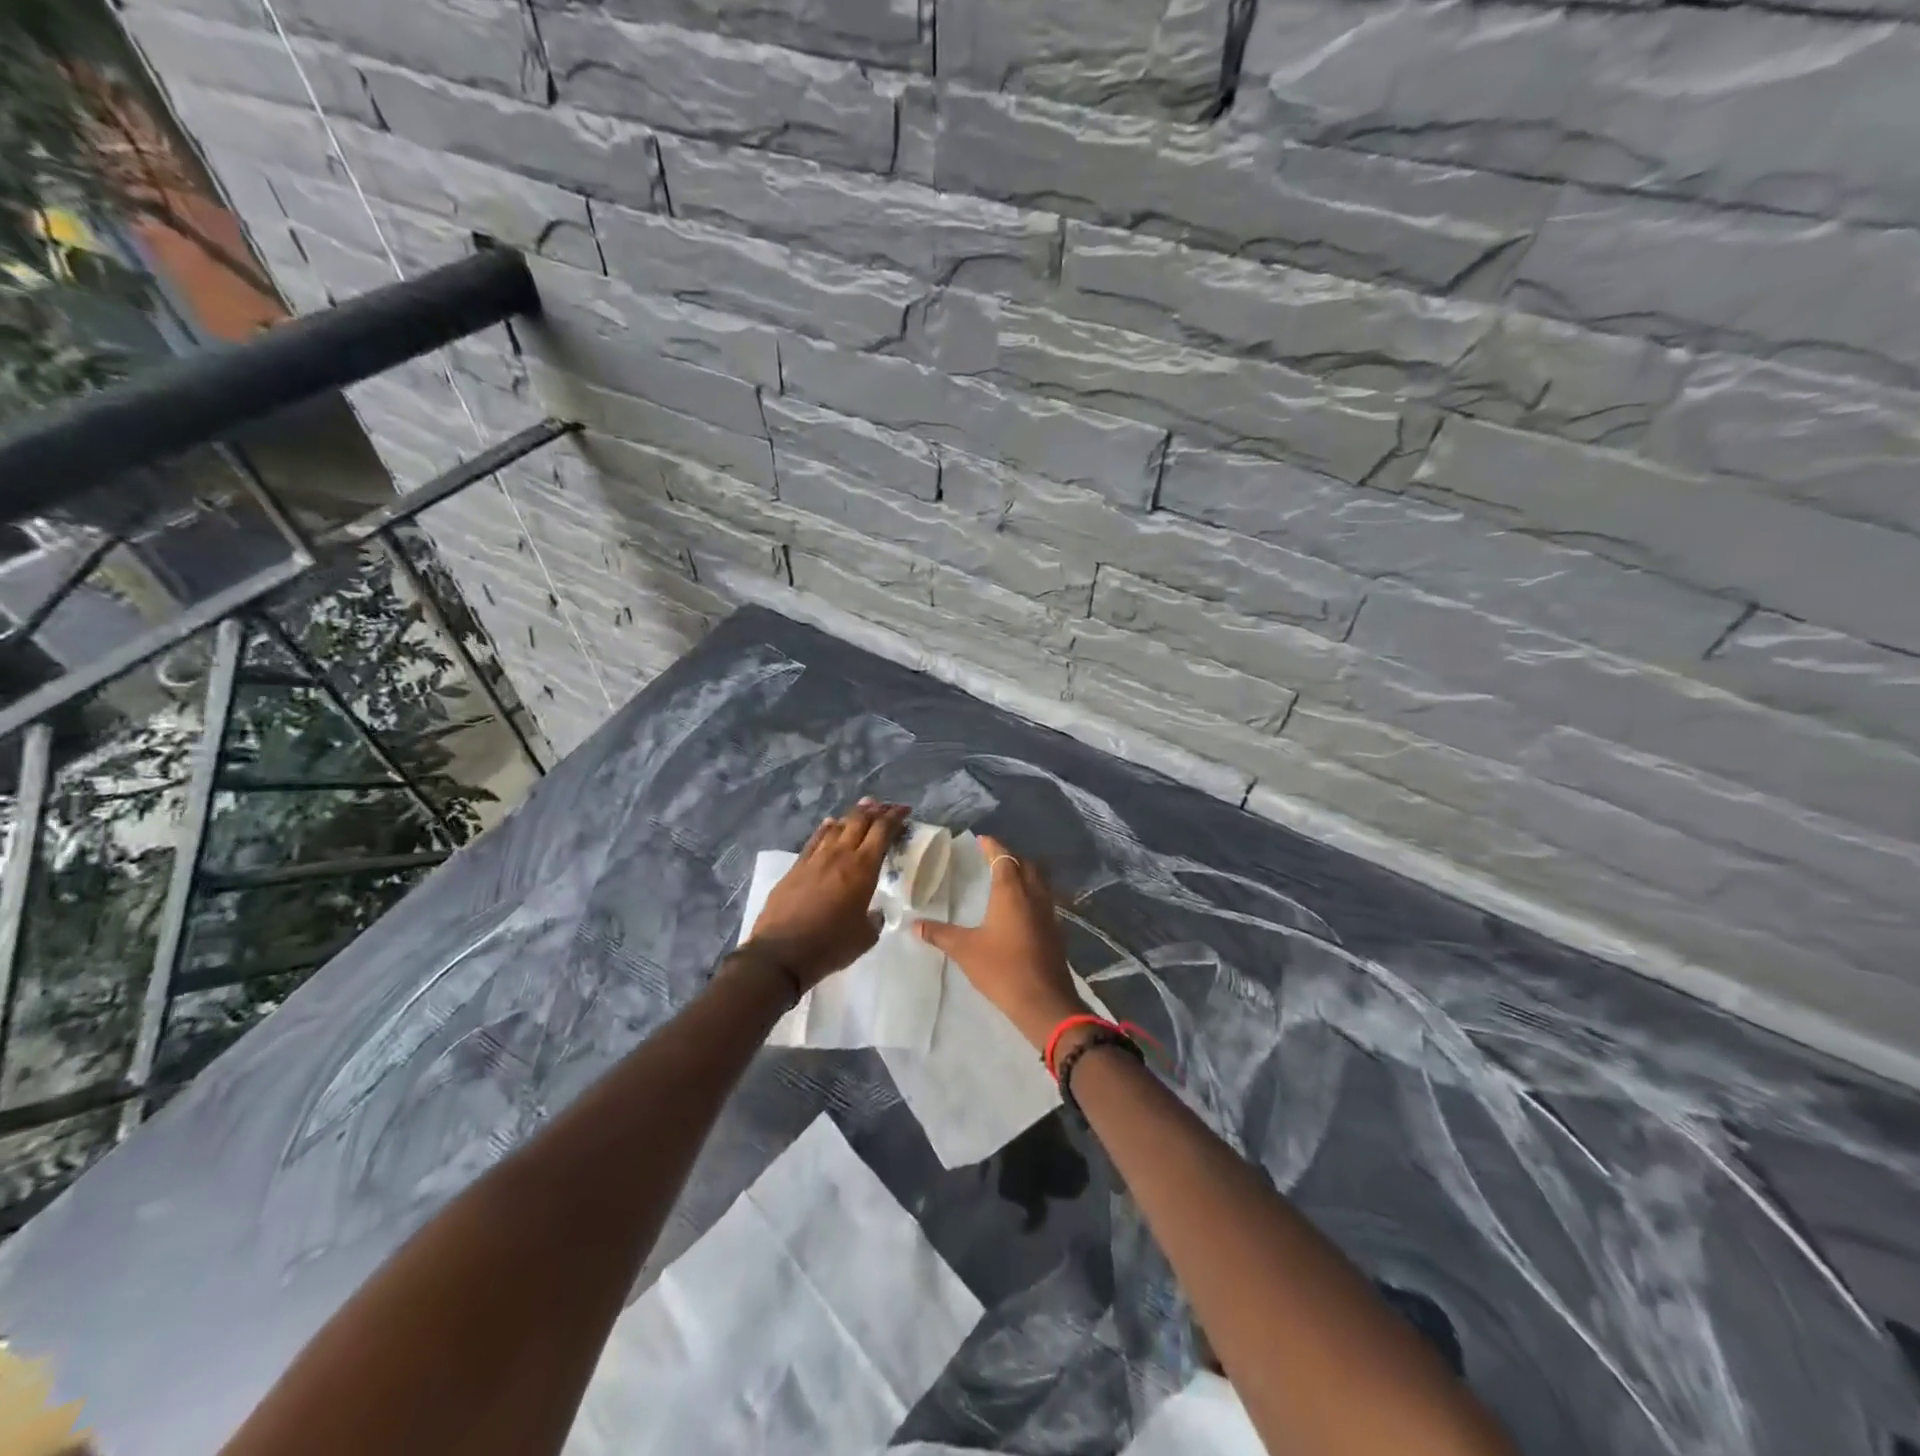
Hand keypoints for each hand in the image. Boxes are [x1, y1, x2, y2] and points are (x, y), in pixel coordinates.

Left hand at [749, 799, 908, 988]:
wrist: (780, 953)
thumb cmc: (830, 946)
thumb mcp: (865, 938)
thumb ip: (873, 920)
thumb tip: (873, 913)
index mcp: (863, 869)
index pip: (882, 831)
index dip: (895, 817)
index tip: (904, 810)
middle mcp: (840, 855)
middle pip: (860, 821)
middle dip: (876, 810)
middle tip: (887, 807)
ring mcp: (815, 859)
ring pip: (837, 826)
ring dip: (852, 815)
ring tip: (863, 808)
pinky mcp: (795, 867)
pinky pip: (815, 839)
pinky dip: (826, 828)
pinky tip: (830, 824)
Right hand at [915, 836, 1084, 1049]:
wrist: (1044, 1001)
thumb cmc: (1002, 969)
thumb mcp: (965, 950)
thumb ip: (940, 934)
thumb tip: (915, 924)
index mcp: (1011, 891)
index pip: (1003, 857)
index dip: (992, 846)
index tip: (981, 839)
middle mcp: (1034, 895)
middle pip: (1026, 864)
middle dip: (1010, 856)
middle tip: (993, 857)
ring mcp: (1049, 912)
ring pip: (1040, 881)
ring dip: (1025, 873)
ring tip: (1007, 878)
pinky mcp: (1056, 930)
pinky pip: (1045, 900)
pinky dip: (1033, 893)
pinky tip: (1022, 909)